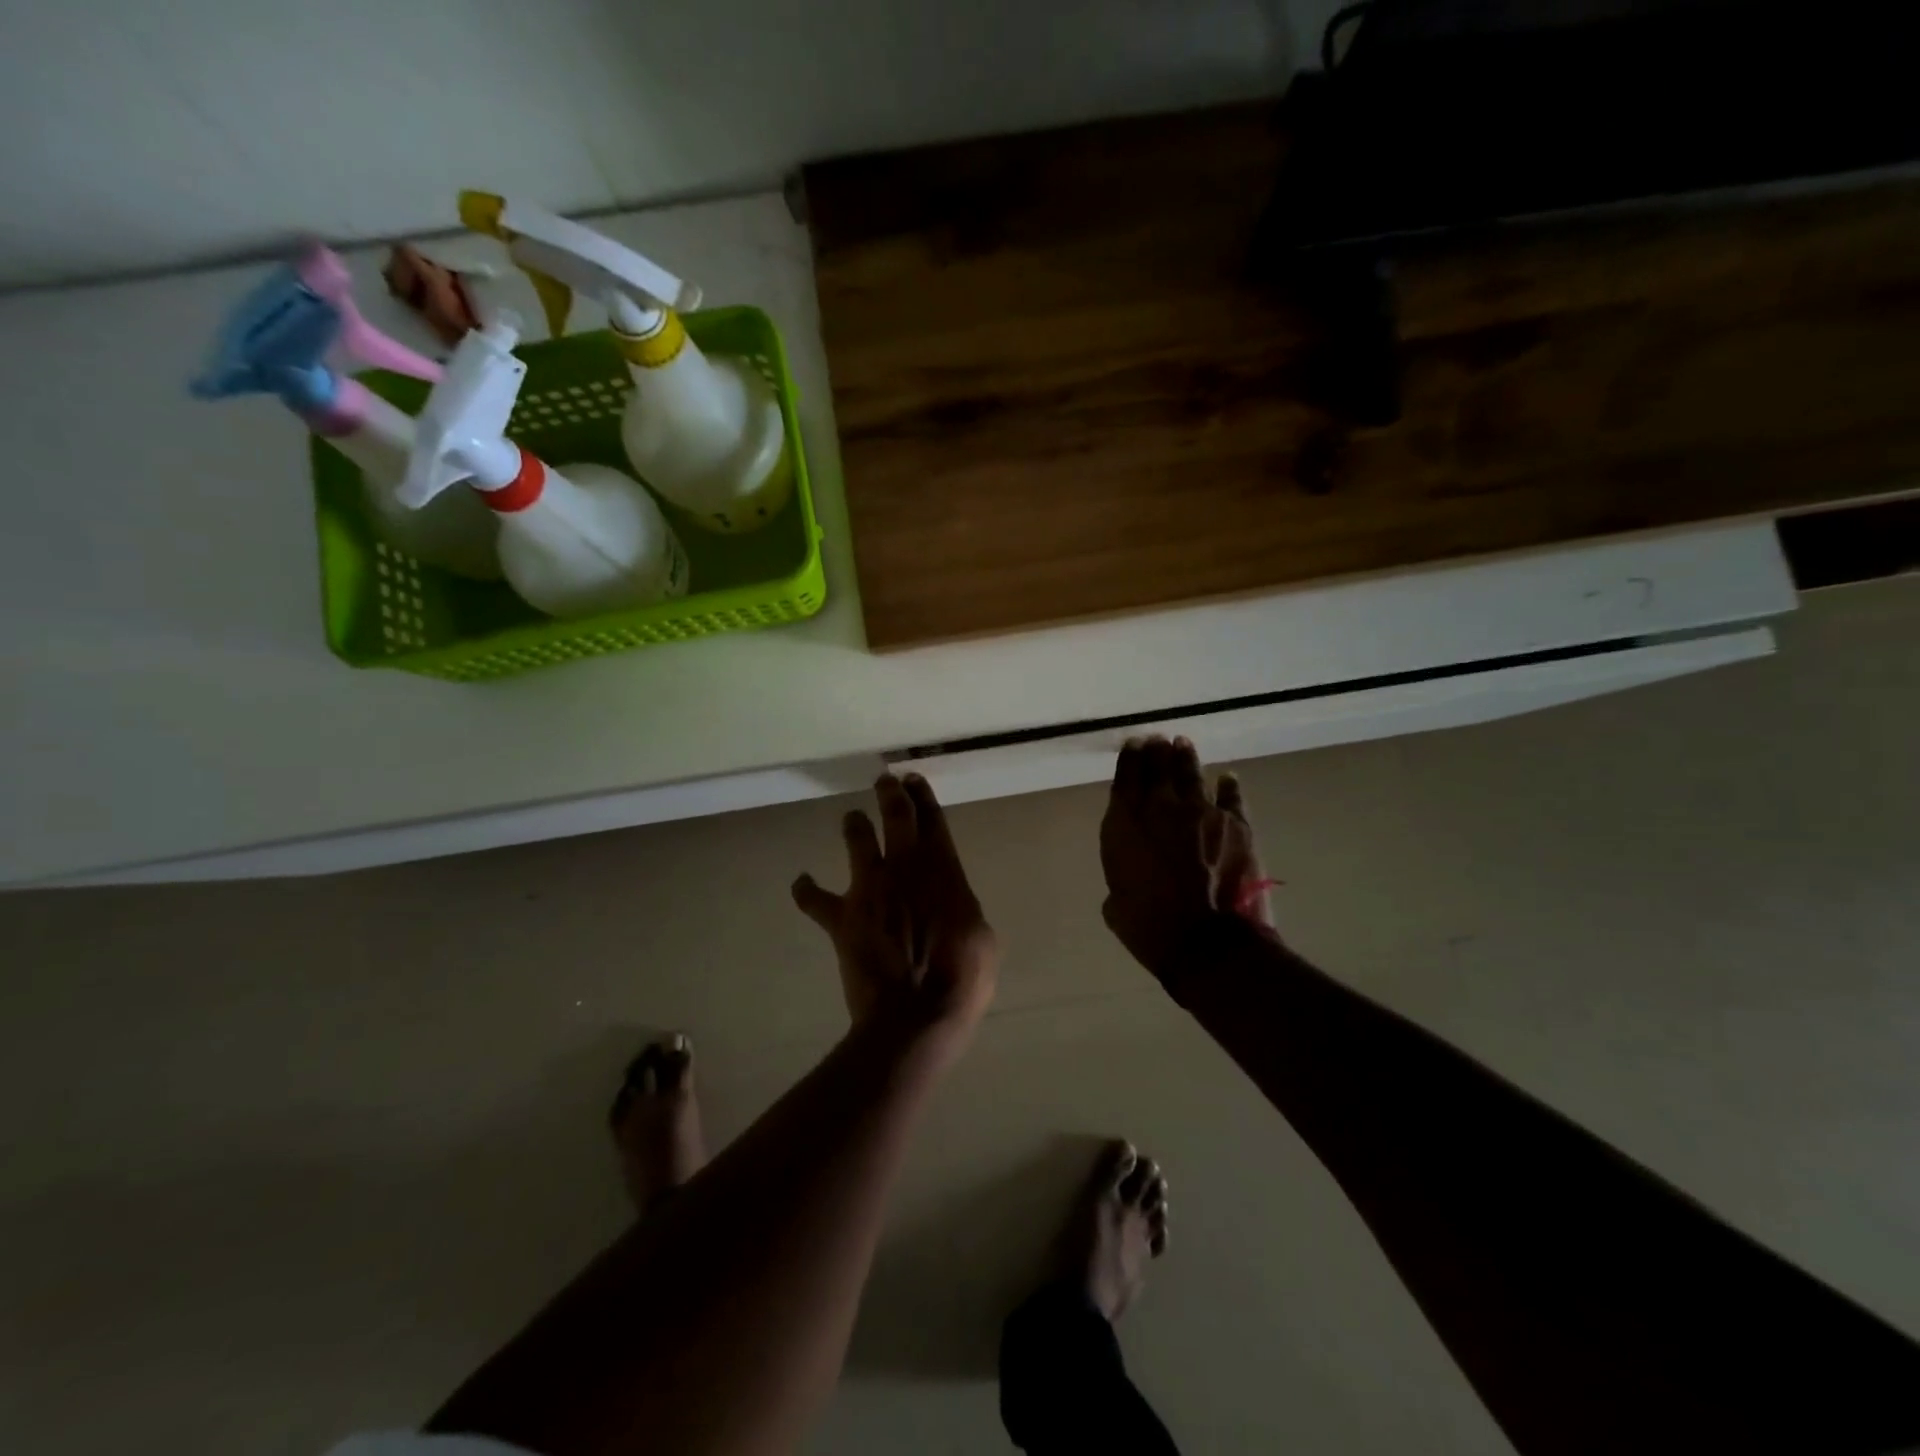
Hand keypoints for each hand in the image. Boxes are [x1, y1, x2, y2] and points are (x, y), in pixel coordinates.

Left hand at [793, 773, 998, 1036]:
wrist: (915, 1014)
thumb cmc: (961, 979)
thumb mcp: (982, 939)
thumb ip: (962, 910)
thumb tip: (951, 906)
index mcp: (943, 870)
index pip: (933, 820)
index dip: (923, 796)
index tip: (914, 779)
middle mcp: (903, 868)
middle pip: (895, 816)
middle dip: (890, 793)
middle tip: (885, 780)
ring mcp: (869, 889)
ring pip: (857, 839)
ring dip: (854, 825)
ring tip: (853, 819)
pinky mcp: (842, 918)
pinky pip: (814, 899)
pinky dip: (806, 890)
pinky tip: (802, 883)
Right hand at [1100, 736, 1274, 980]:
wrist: (1208, 943)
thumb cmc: (1150, 928)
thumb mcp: (1116, 903)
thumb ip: (1122, 875)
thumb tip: (1132, 873)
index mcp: (1125, 823)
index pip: (1125, 777)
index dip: (1129, 758)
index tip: (1133, 744)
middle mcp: (1161, 807)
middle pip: (1158, 767)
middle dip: (1156, 751)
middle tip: (1156, 739)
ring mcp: (1202, 812)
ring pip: (1192, 773)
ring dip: (1185, 756)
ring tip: (1182, 743)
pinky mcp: (1237, 825)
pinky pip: (1232, 797)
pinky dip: (1229, 786)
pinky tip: (1227, 777)